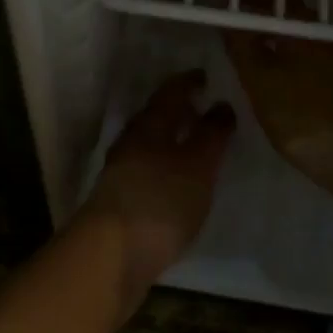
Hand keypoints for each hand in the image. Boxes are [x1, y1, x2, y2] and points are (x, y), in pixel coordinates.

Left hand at [82, 71, 235, 314]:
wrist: (111, 255)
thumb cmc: (160, 200)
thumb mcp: (198, 165)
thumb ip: (212, 134)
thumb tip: (221, 103)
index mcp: (150, 124)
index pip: (171, 91)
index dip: (189, 82)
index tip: (207, 77)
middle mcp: (132, 141)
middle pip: (157, 117)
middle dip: (181, 111)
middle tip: (206, 110)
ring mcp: (122, 171)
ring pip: (151, 144)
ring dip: (173, 140)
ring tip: (198, 147)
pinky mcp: (121, 200)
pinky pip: (148, 169)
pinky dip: (166, 166)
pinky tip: (179, 182)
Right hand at [225, 0, 332, 215]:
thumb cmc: (305, 115)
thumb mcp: (260, 81)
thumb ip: (241, 45)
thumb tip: (228, 16)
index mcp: (304, 25)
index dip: (248, 2)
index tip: (228, 17)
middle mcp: (329, 34)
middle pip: (292, 19)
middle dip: (265, 27)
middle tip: (238, 45)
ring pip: (306, 45)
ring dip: (283, 50)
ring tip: (259, 72)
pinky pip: (320, 67)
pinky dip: (300, 70)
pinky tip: (291, 94)